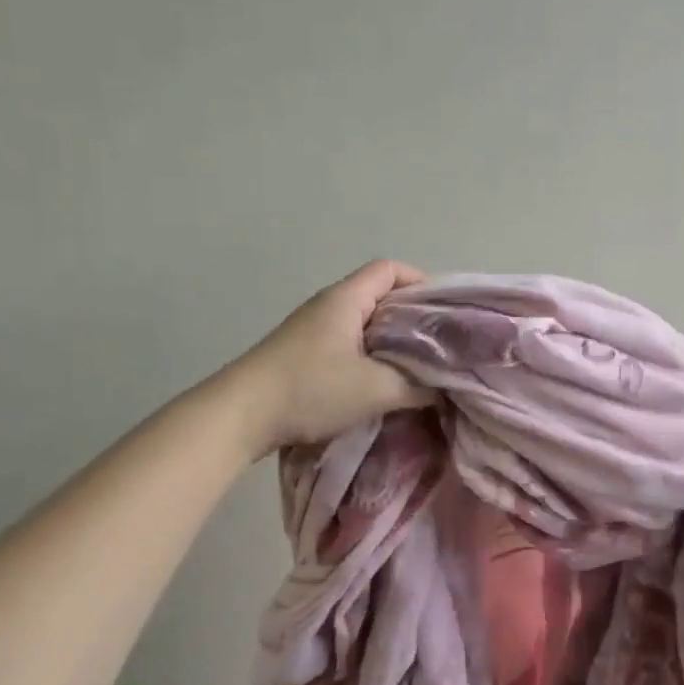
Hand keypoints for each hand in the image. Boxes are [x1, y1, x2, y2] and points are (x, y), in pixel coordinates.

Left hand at [232, 260, 432, 452]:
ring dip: (390, 341)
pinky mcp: (302, 354)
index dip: (420, 281)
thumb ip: (416, 386)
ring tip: (415, 366)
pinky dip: (369, 356)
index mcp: (345, 299)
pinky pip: (347, 344)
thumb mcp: (375, 389)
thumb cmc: (310, 389)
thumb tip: (442, 389)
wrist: (240, 416)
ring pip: (363, 323)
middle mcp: (328, 306)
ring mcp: (311, 330)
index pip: (390, 269)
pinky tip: (379, 383)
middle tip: (438, 343)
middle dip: (411, 316)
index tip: (443, 311)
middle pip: (379, 295)